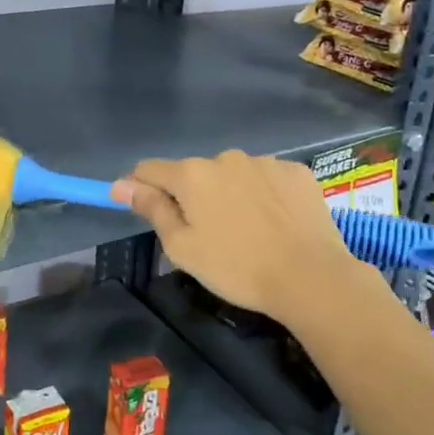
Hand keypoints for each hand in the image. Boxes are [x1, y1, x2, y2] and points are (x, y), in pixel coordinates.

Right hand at [112, 151, 367, 324]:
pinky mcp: (296, 172)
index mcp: (192, 174)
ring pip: (233, 175)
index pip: (150, 170)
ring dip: (229, 194)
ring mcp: (265, 161)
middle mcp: (226, 157)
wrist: (311, 277)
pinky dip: (263, 195)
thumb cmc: (236, 268)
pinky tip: (275, 223)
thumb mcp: (182, 247)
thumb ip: (152, 209)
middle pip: (194, 173)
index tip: (143, 208)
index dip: (140, 187)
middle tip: (207, 235)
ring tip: (247, 231)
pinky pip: (266, 179)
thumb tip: (121, 185)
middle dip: (192, 196)